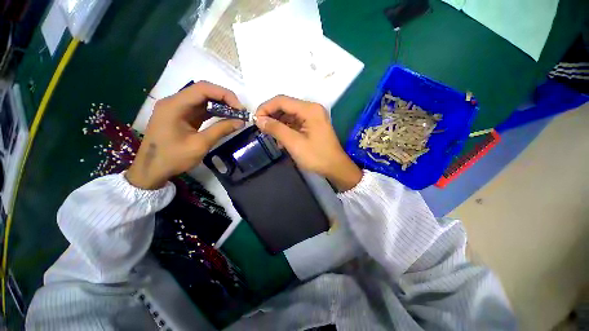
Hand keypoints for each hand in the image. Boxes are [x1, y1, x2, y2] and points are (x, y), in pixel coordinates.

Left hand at [126, 81, 244, 189]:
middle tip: (240, 112)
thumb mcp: (200, 144)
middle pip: (203, 92)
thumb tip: (241, 122)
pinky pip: (200, 110)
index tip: (239, 108)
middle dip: (224, 99)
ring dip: (220, 106)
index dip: (224, 94)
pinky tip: (225, 118)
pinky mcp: (181, 116)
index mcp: (175, 105)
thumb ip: (221, 130)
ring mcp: (177, 109)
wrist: (152, 170)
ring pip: (203, 100)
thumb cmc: (173, 158)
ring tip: (236, 115)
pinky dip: (214, 113)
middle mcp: (174, 102)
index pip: (203, 89)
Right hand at [255, 95, 361, 190]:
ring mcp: (313, 117)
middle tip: (261, 129)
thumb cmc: (316, 156)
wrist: (335, 167)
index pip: (282, 100)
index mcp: (309, 109)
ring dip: (278, 124)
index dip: (266, 108)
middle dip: (271, 116)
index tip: (255, 120)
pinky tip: (281, 140)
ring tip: (270, 136)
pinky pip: (295, 122)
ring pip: (289, 115)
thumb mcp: (294, 143)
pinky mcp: (312, 125)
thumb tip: (259, 119)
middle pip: (285, 106)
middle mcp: (311, 109)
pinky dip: (286, 129)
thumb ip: (276, 129)